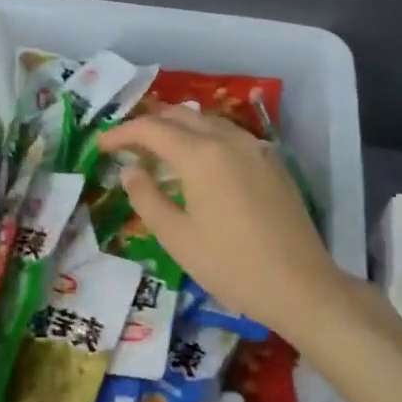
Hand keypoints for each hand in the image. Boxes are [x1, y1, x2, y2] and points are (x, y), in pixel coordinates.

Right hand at [96, 107, 353, 340]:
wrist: (300, 285)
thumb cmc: (231, 265)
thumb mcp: (177, 237)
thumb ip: (146, 198)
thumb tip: (130, 171)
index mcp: (201, 155)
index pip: (152, 129)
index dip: (122, 132)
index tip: (101, 145)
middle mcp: (229, 140)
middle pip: (181, 116)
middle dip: (149, 123)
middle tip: (126, 142)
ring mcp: (256, 148)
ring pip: (208, 121)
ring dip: (178, 126)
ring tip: (158, 147)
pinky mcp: (273, 163)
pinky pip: (231, 135)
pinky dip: (205, 136)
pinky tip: (199, 159)